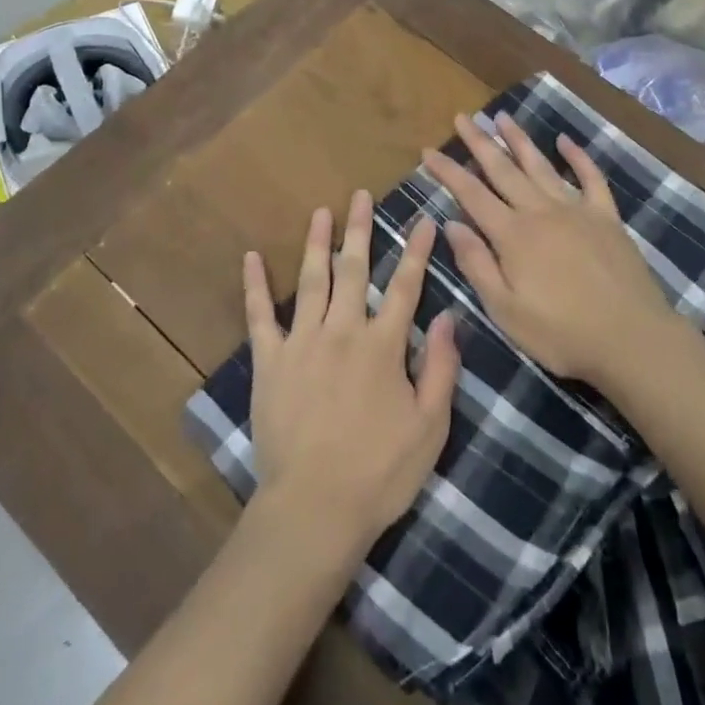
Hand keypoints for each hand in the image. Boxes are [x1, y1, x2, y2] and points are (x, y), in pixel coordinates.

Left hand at [244, 192, 460, 560]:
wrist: (314, 509)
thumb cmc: (380, 472)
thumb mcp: (430, 426)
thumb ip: (442, 367)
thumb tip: (451, 316)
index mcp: (383, 345)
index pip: (405, 285)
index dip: (417, 250)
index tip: (424, 219)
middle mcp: (343, 331)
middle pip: (353, 269)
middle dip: (359, 229)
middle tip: (360, 195)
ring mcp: (302, 342)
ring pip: (312, 280)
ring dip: (317, 242)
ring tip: (321, 211)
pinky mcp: (270, 361)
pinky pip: (260, 315)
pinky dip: (255, 284)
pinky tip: (252, 256)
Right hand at [425, 113, 675, 388]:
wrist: (632, 339)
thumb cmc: (562, 334)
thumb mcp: (506, 311)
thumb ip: (477, 265)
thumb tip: (452, 224)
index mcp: (513, 235)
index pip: (471, 194)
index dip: (448, 171)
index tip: (428, 150)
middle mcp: (541, 211)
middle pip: (503, 170)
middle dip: (479, 143)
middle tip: (462, 118)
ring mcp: (577, 209)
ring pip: (541, 165)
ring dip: (519, 140)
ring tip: (503, 117)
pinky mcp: (606, 217)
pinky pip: (591, 177)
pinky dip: (577, 156)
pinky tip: (565, 140)